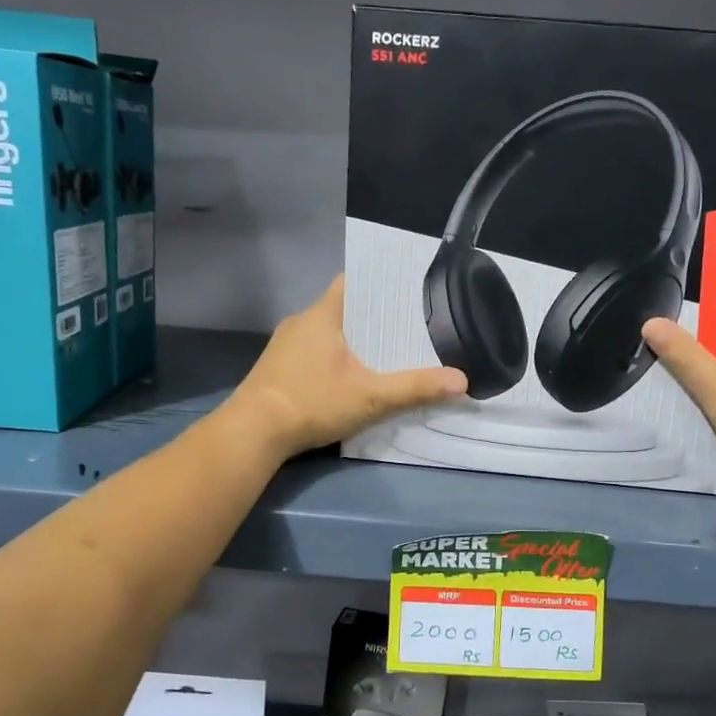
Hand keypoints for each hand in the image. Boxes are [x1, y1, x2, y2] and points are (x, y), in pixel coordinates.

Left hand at [232, 276, 466, 457]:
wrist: (252, 433)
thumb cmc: (311, 403)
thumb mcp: (370, 398)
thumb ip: (415, 388)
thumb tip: (462, 381)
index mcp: (322, 315)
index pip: (352, 282)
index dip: (379, 285)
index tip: (405, 293)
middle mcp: (300, 322)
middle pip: (342, 308)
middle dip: (372, 317)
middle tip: (405, 326)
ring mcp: (284, 345)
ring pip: (326, 332)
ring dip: (351, 339)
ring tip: (384, 350)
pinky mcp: (276, 368)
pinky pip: (312, 351)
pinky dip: (332, 357)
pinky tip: (348, 375)